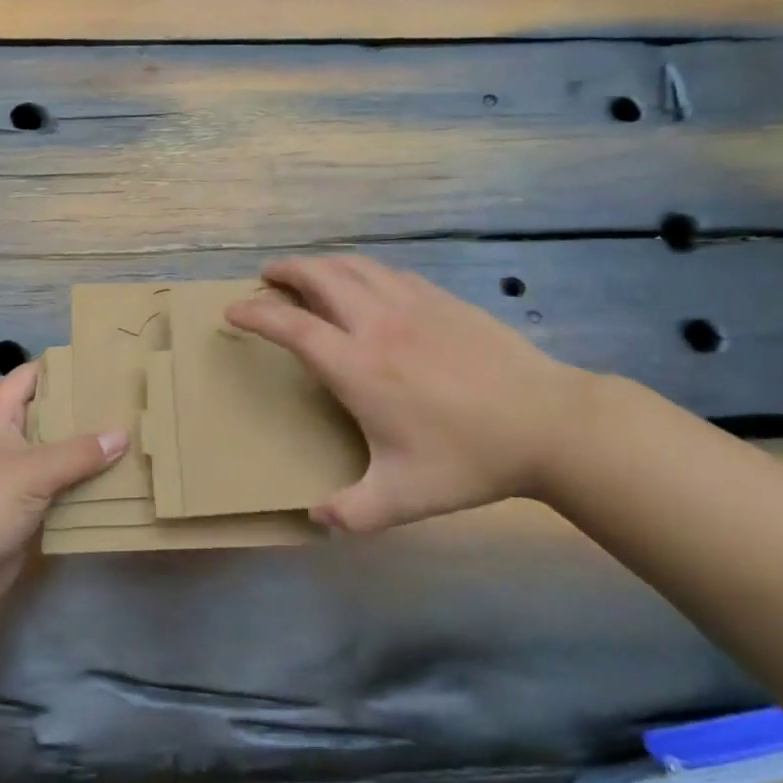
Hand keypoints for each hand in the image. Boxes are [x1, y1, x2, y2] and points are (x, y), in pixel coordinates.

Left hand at [0, 362, 124, 625]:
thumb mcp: (32, 470)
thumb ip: (79, 452)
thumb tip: (123, 434)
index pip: (30, 376)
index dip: (62, 366)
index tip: (103, 362)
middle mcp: (6, 442)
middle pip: (50, 418)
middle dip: (86, 413)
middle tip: (131, 404)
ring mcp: (15, 480)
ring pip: (59, 458)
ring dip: (90, 456)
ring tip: (137, 441)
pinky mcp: (25, 514)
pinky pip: (61, 494)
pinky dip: (85, 491)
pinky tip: (121, 486)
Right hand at [225, 256, 594, 532]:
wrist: (550, 424)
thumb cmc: (470, 459)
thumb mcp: (404, 499)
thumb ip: (352, 513)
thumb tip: (316, 518)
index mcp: (358, 367)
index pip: (291, 326)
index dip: (255, 314)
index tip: (233, 312)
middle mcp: (377, 323)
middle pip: (319, 277)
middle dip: (285, 271)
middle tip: (266, 278)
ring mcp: (413, 305)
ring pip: (354, 266)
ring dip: (321, 264)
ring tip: (306, 273)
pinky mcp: (442, 299)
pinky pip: (388, 272)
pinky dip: (361, 269)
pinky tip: (364, 283)